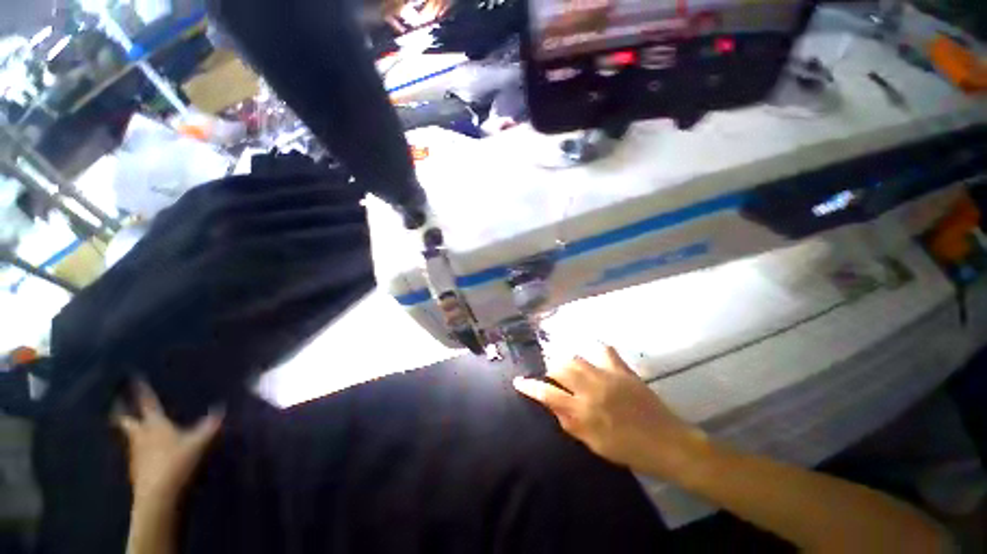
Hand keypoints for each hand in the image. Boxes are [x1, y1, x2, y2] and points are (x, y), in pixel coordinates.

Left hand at [116, 382, 222, 504]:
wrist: (158, 495)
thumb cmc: (177, 462)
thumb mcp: (199, 442)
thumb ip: (210, 425)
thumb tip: (222, 408)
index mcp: (155, 425)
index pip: (148, 404)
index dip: (142, 391)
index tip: (134, 378)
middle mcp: (141, 436)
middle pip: (127, 421)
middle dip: (122, 411)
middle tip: (117, 402)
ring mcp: (136, 453)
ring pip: (129, 436)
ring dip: (129, 429)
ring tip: (131, 425)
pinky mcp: (136, 468)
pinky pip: (135, 451)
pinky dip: (137, 445)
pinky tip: (143, 450)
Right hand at [513, 346, 707, 479]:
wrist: (667, 443)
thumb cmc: (628, 449)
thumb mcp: (594, 444)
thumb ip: (570, 423)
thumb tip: (552, 406)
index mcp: (583, 411)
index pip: (548, 394)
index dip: (530, 387)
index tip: (519, 381)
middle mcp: (591, 389)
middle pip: (560, 369)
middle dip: (550, 370)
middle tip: (552, 377)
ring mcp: (607, 376)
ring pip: (577, 358)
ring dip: (568, 361)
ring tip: (569, 368)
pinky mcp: (623, 370)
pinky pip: (606, 351)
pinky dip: (597, 349)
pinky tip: (593, 351)